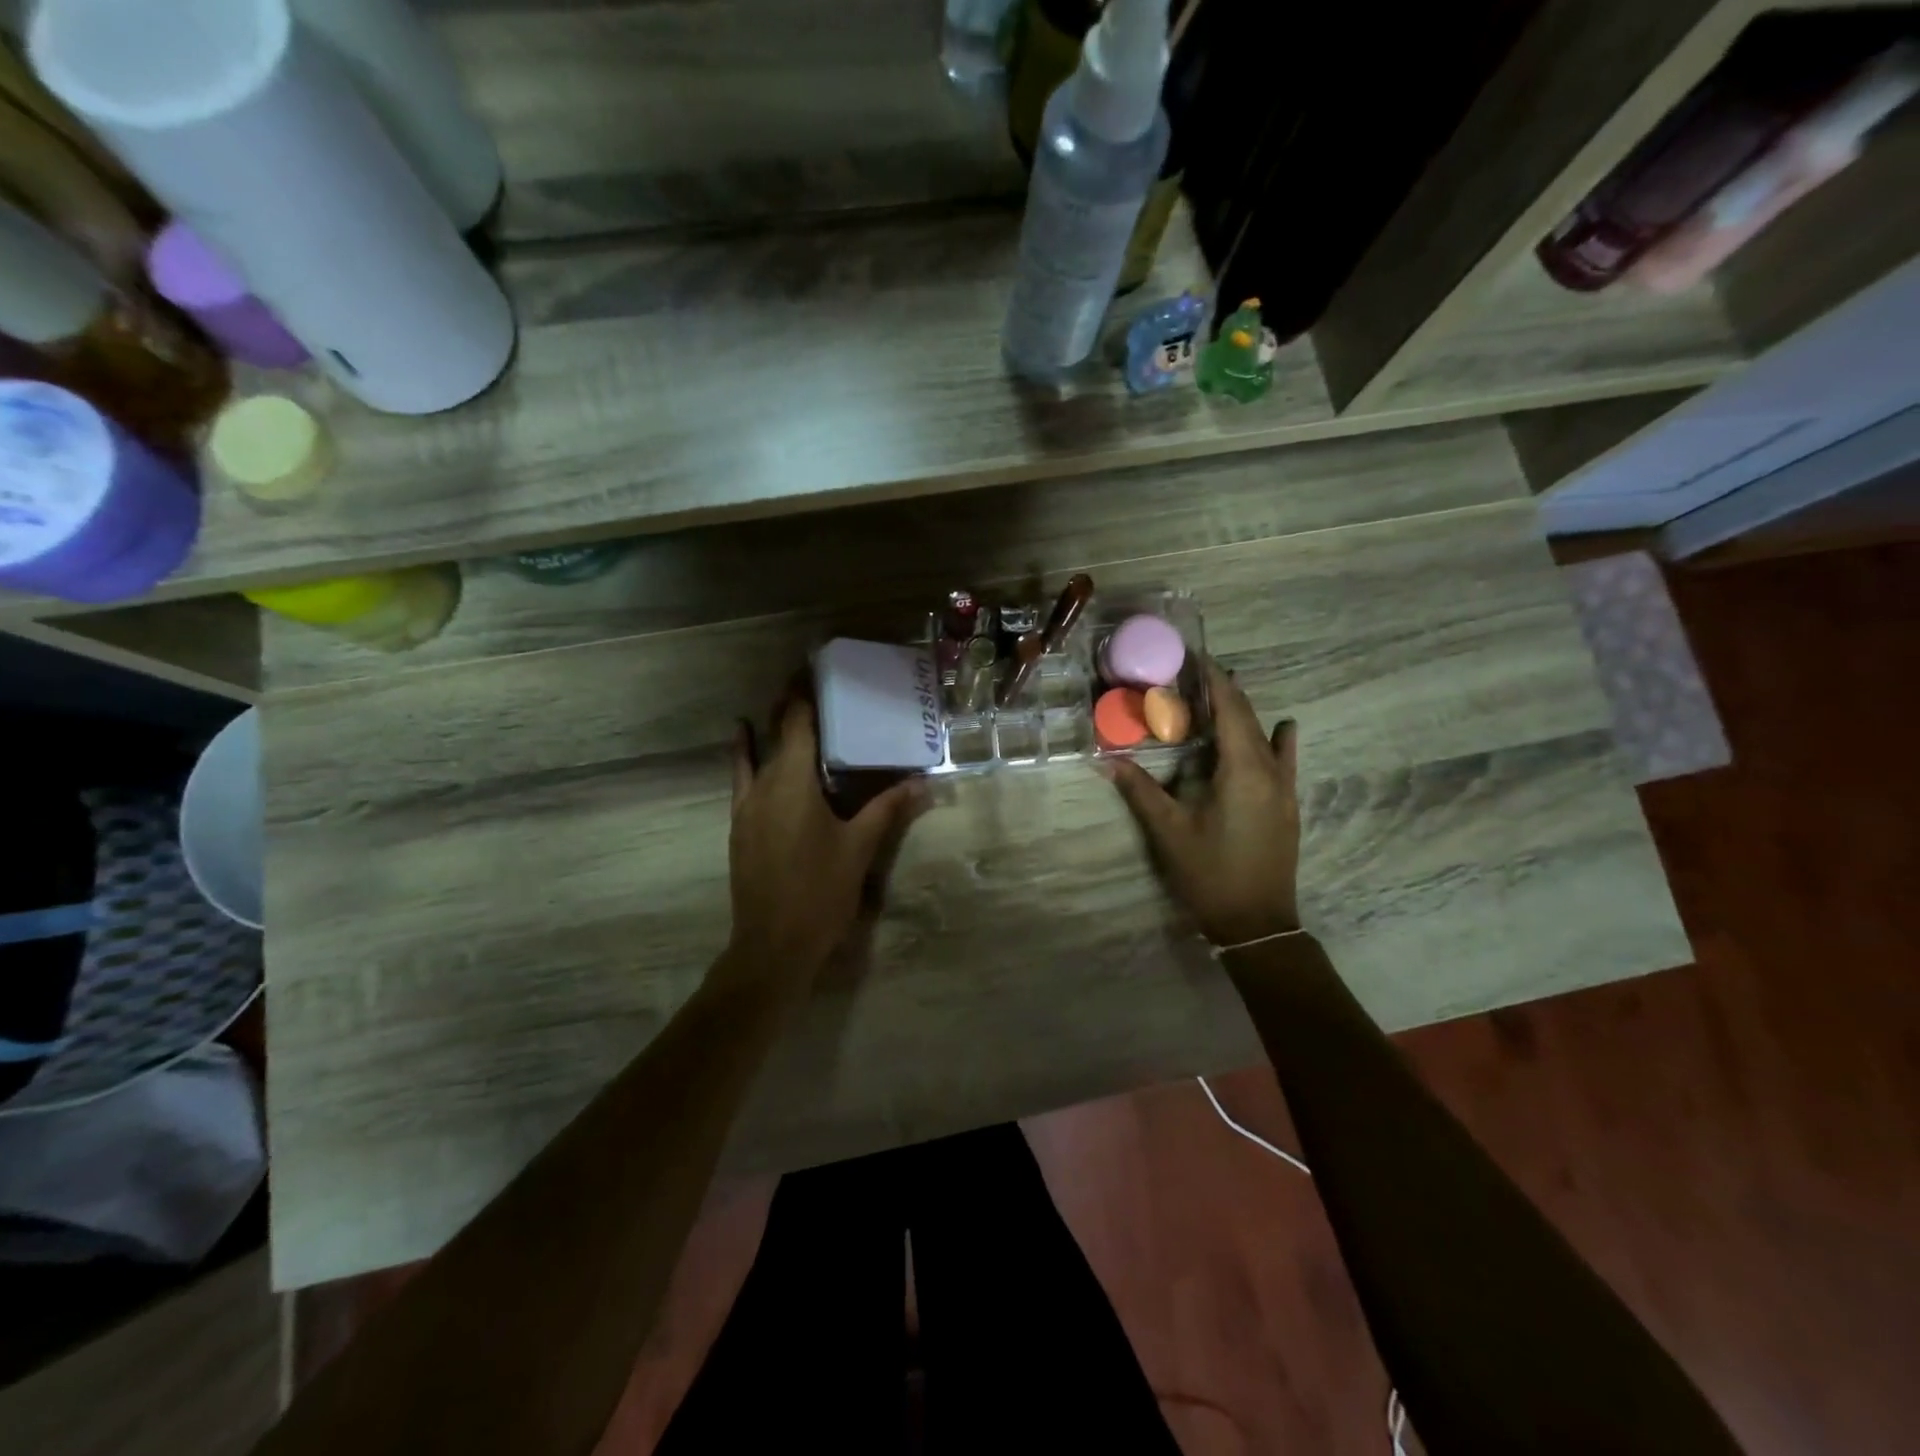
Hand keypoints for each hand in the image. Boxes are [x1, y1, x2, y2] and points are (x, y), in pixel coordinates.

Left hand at [723, 695, 926, 987]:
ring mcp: (746, 806)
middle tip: (814, 683)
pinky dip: (744, 755)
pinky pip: (741, 778)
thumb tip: (924, 782)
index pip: (796, 722)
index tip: (814, 666)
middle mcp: (764, 784)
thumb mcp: (859, 848)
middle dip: (792, 705)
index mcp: (793, 782)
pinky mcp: (739, 826)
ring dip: (770, 727)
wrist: (772, 945)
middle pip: (776, 731)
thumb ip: (889, 809)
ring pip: (757, 753)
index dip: (804, 692)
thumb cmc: (820, 892)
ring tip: (784, 702)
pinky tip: (743, 741)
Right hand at [1105, 659, 1301, 946]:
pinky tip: (1282, 728)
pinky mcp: (1287, 805)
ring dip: (1244, 712)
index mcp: (1242, 771)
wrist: (1256, 923)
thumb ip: (1140, 790)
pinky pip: (1284, 760)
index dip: (1215, 680)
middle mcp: (1270, 771)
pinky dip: (1277, 739)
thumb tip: (1106, 758)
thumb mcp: (1169, 831)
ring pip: (1266, 736)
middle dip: (1225, 691)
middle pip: (1249, 718)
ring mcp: (1284, 789)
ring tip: (1220, 694)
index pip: (1230, 710)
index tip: (1197, 655)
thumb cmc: (1210, 874)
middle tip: (1195, 672)